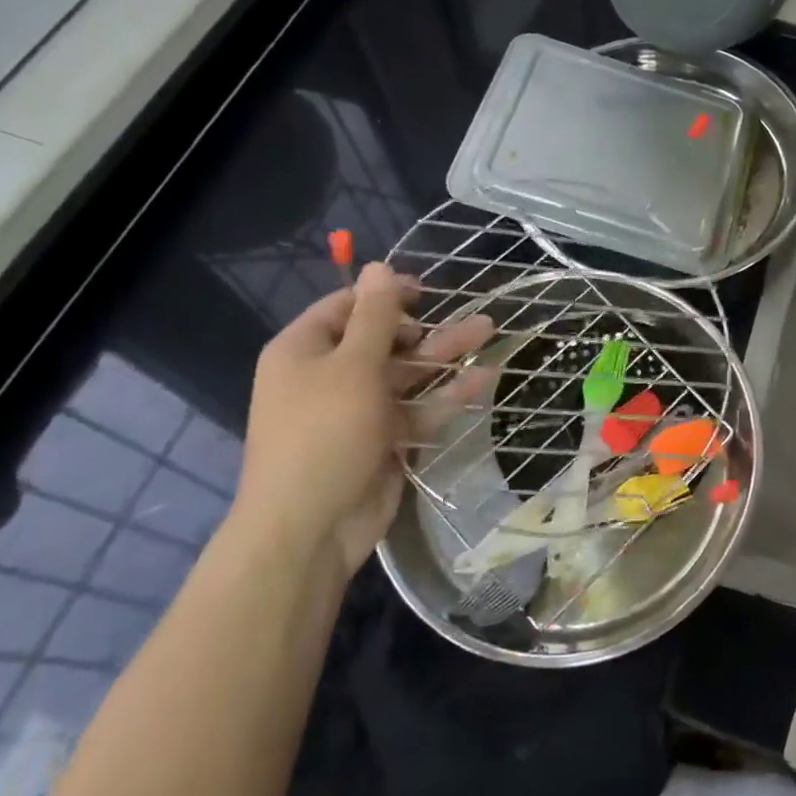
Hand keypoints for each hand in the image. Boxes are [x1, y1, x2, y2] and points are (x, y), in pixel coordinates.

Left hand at [233, 263, 492, 578]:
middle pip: (384, 339)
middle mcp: (329, 376)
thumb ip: (374, 317)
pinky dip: (449, 394)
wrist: (309, 530)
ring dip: (446, 354)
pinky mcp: (384, 440)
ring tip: (490, 332)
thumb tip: (376, 265)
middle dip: (428, 327)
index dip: (385, 294)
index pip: (346, 307)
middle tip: (468, 314)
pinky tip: (487, 377)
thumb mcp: (352, 366)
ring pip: (408, 373)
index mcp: (305, 351)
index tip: (426, 289)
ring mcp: (359, 410)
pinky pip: (419, 408)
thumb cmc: (324, 434)